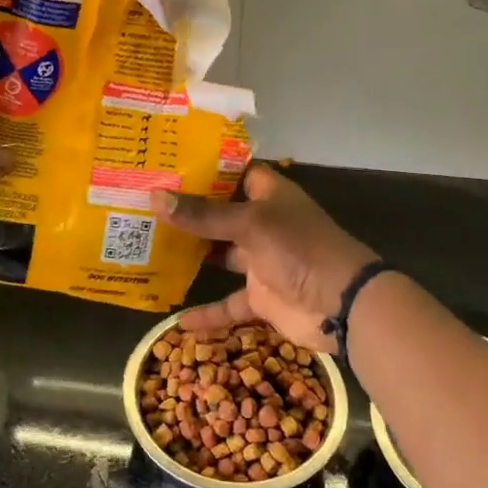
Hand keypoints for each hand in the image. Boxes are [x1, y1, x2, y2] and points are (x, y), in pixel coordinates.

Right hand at [150, 165, 376, 352]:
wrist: (343, 304)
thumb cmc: (299, 248)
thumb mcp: (251, 225)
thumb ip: (204, 216)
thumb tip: (156, 199)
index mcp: (269, 195)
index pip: (233, 172)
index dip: (204, 168)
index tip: (166, 166)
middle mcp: (263, 223)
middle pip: (220, 213)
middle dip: (188, 213)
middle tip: (144, 207)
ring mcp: (262, 260)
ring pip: (220, 255)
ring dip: (192, 257)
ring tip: (149, 250)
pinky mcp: (261, 296)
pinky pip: (228, 303)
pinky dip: (208, 313)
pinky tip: (178, 321)